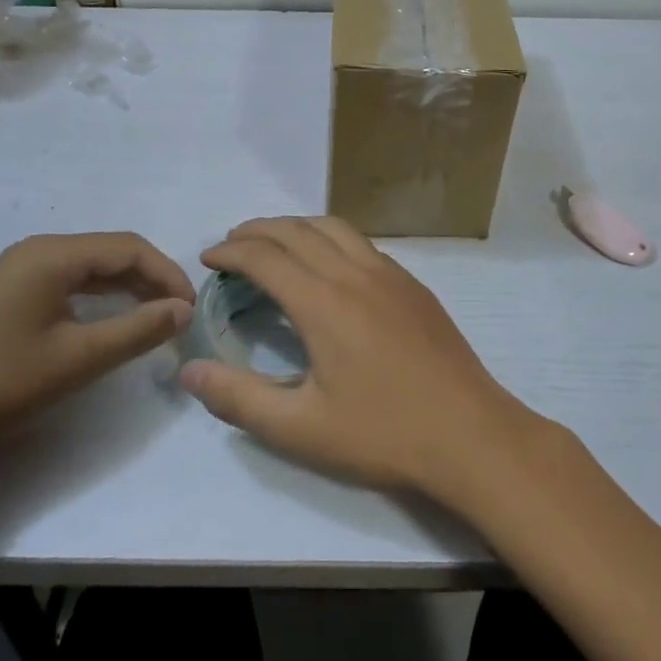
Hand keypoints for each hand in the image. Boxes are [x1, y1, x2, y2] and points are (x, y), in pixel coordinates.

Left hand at [0, 232, 194, 471]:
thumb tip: (183, 309)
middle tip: (177, 315)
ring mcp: (16, 271)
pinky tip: (108, 320)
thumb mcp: (78, 359)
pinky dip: (97, 296)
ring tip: (153, 317)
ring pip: (87, 267)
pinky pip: (65, 281)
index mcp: (52, 254)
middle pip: (109, 252)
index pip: (129, 247)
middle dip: (149, 278)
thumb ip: (138, 329)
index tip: (191, 309)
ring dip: (125, 287)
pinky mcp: (5, 294)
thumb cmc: (0, 384)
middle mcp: (35, 251)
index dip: (167, 274)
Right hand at [179, 217, 542, 502]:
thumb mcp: (301, 428)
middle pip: (296, 230)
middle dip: (257, 230)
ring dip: (295, 226)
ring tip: (274, 243)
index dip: (231, 252)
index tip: (208, 259)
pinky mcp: (412, 284)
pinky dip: (329, 237)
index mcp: (323, 302)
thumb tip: (189, 371)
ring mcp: (389, 274)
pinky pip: (361, 242)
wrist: (471, 434)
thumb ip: (239, 398)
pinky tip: (328, 264)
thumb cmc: (383, 434)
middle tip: (231, 244)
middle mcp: (354, 273)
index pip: (265, 257)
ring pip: (333, 227)